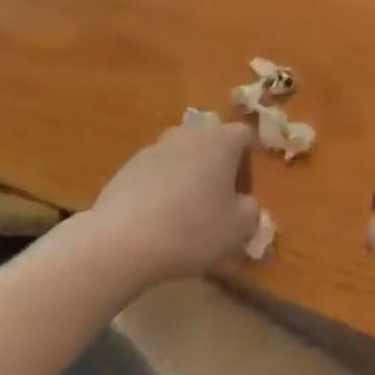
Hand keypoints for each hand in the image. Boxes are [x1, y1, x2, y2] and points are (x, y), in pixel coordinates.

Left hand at [87, 120, 260, 287]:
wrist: (123, 240)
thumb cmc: (192, 229)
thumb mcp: (238, 229)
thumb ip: (251, 212)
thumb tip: (245, 205)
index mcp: (221, 140)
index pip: (245, 137)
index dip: (248, 165)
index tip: (241, 197)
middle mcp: (189, 134)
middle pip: (211, 144)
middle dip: (216, 170)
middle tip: (215, 206)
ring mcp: (156, 147)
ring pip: (182, 157)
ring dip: (188, 179)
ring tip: (184, 217)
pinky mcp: (128, 165)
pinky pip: (156, 173)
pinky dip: (161, 190)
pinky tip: (156, 222)